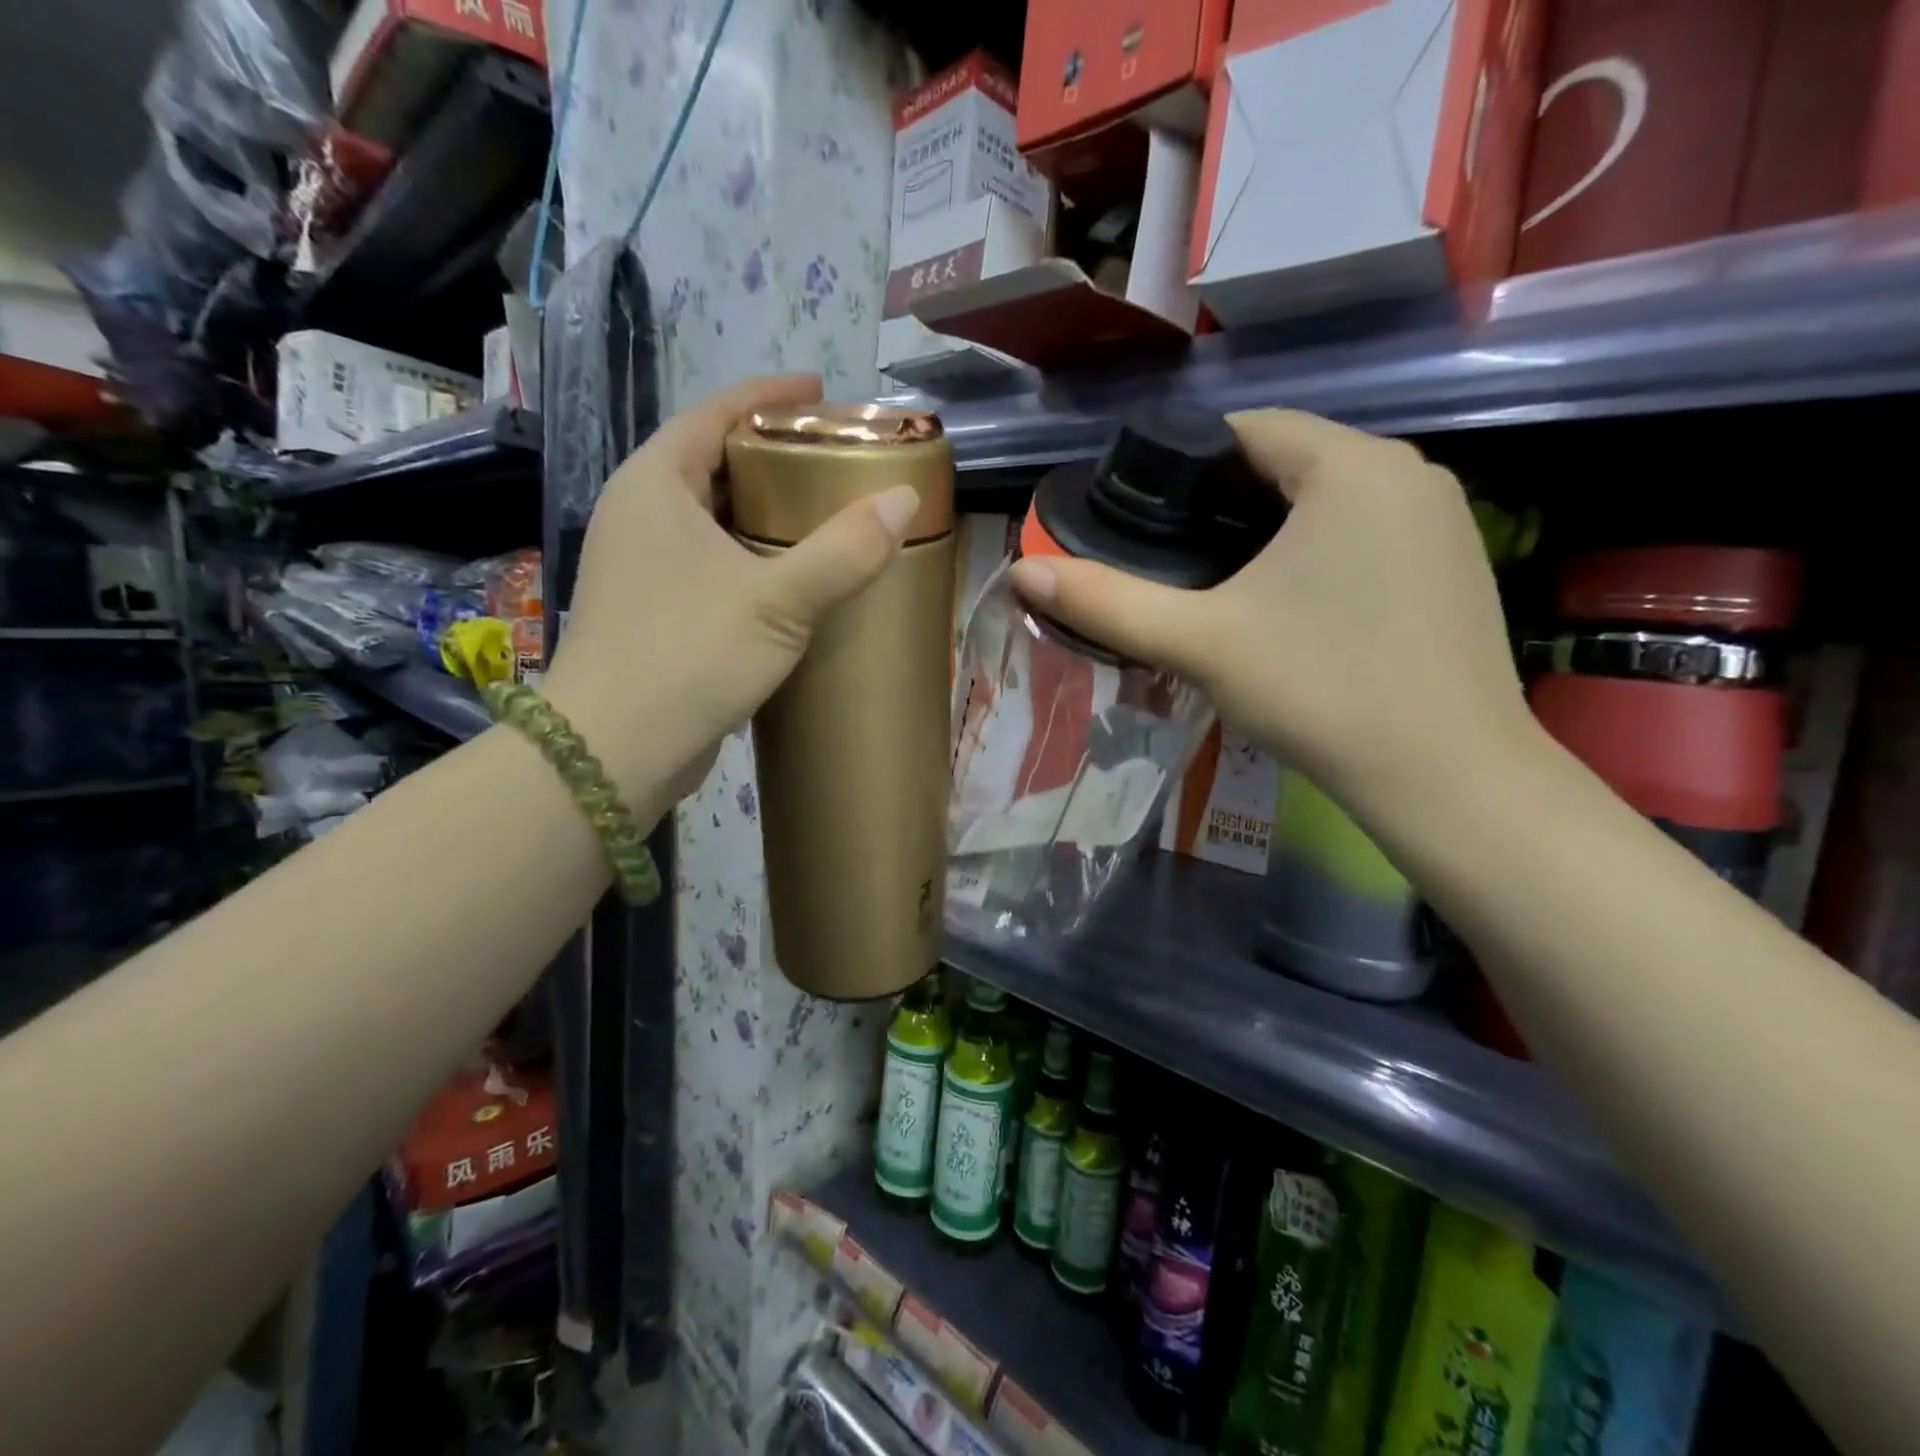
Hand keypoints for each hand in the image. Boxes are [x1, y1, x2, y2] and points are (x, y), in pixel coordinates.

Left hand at [542, 374, 921, 807]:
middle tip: (834, 458)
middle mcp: (639, 514)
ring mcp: (640, 566)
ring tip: (822, 512)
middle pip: (712, 461)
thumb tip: (903, 498)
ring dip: (761, 509)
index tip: (821, 391)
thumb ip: (844, 551)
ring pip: (710, 516)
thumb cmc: (688, 657)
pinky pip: (708, 560)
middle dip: (771, 453)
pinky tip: (789, 576)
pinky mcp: (652, 611)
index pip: (714, 412)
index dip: (768, 395)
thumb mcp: (778, 601)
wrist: (613, 751)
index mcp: (656, 485)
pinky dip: (749, 554)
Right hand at [1008, 410, 1537, 821]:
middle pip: (1290, 463)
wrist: (1447, 777)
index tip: (1144, 518)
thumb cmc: (1321, 690)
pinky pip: (1369, 534)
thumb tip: (1023, 571)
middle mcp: (1409, 472)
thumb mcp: (1200, 642)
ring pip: (1332, 501)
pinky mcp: (1458, 567)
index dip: (1184, 466)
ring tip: (1223, 587)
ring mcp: (1444, 520)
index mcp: (1351, 465)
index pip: (1247, 430)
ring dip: (1274, 530)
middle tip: (1173, 562)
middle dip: (1225, 503)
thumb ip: (1109, 602)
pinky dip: (1323, 554)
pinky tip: (1296, 611)